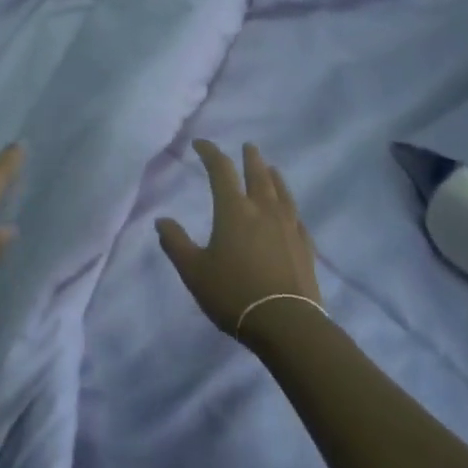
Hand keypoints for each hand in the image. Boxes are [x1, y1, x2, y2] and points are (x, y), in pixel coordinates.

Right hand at [157, 140, 322, 339]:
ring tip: (272, 169)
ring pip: (282, 193)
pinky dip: (290, 208)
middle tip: (248, 146)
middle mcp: (263, 211)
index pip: (220, 170)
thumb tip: (162, 220)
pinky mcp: (305, 246)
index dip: (210, 153)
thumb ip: (176, 243)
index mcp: (234, 211)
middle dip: (250, 158)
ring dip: (274, 177)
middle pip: (258, 175)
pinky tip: (290, 213)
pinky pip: (296, 218)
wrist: (286, 323)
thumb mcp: (194, 271)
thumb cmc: (233, 293)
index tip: (201, 144)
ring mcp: (288, 227)